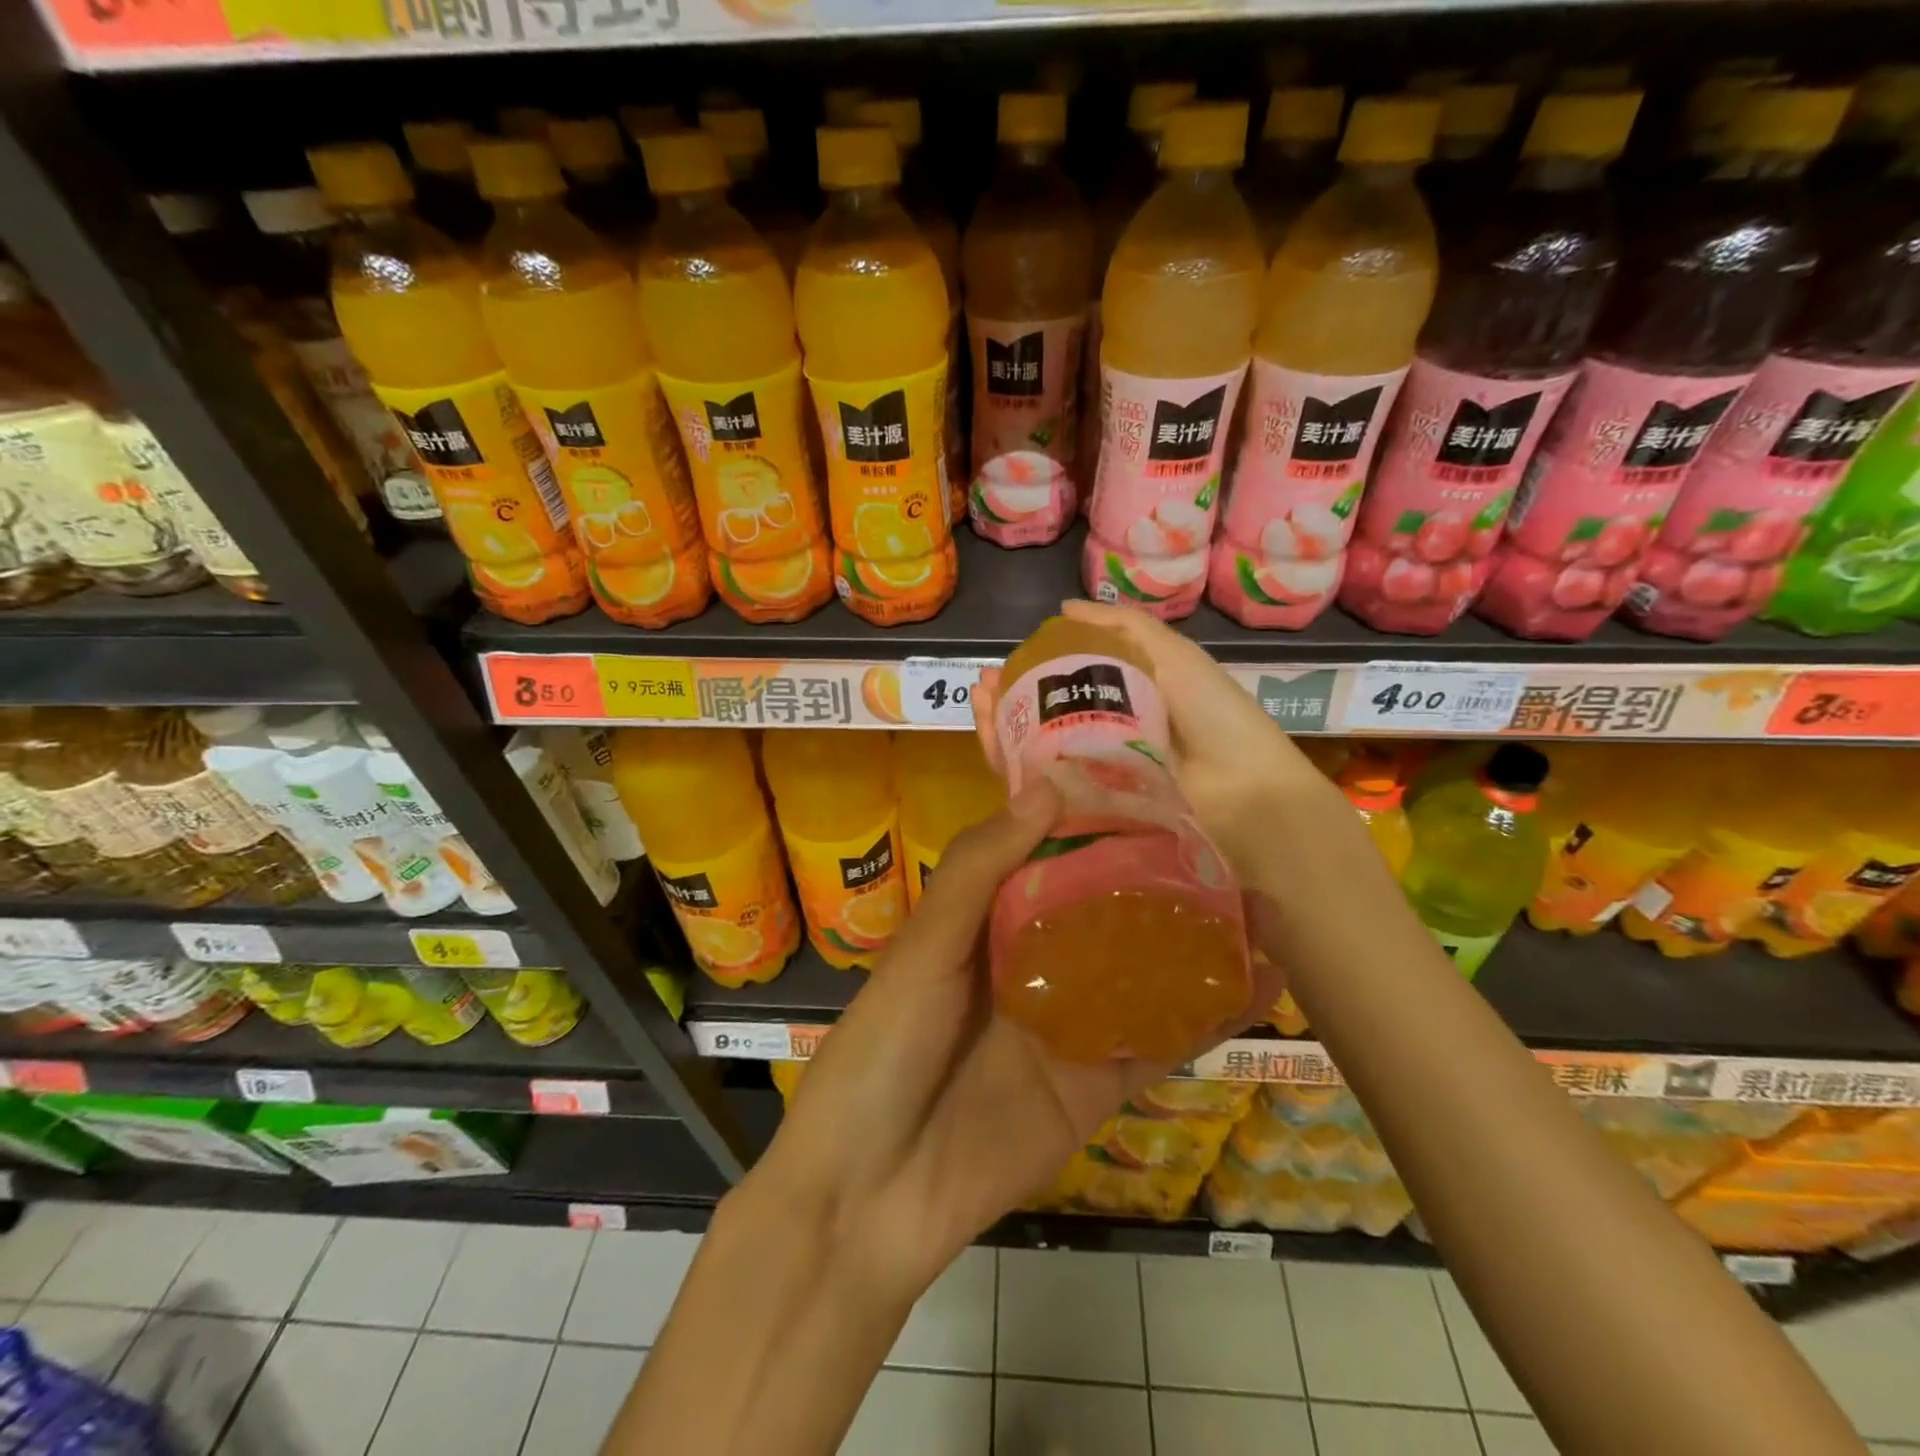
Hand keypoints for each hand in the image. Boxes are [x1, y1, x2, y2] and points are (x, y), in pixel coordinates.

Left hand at [747, 776, 1281, 1298]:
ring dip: (1201, 942)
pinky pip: (1159, 1043)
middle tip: (1228, 844)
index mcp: (989, 920)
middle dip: (1165, 880)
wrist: (873, 1190)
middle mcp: (1036, 962)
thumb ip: (982, 869)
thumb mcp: (925, 946)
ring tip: (1264, 905)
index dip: (1098, 823)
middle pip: (1110, 911)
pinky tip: (1259, 982)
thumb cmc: (884, 1045)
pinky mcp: (1097, 1085)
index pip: (1053, 856)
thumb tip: (1050, 786)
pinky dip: (1209, 1016)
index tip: (1154, 788)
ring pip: (1147, 973)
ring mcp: (1072, 1024)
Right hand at [973, 598, 1350, 887]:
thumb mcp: (1174, 657)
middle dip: (1009, 698)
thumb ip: (1124, 629)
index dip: (1035, 669)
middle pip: (1044, 719)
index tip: (1008, 657)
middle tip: (981, 683)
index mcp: (1126, 704)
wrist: (1243, 796)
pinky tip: (987, 736)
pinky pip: (1037, 789)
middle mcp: (1104, 740)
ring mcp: (1092, 780)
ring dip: (1000, 724)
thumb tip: (1064, 607)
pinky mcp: (1082, 813)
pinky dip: (1008, 762)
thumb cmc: (1213, 718)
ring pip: (1033, 752)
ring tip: (977, 699)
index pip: (1068, 684)